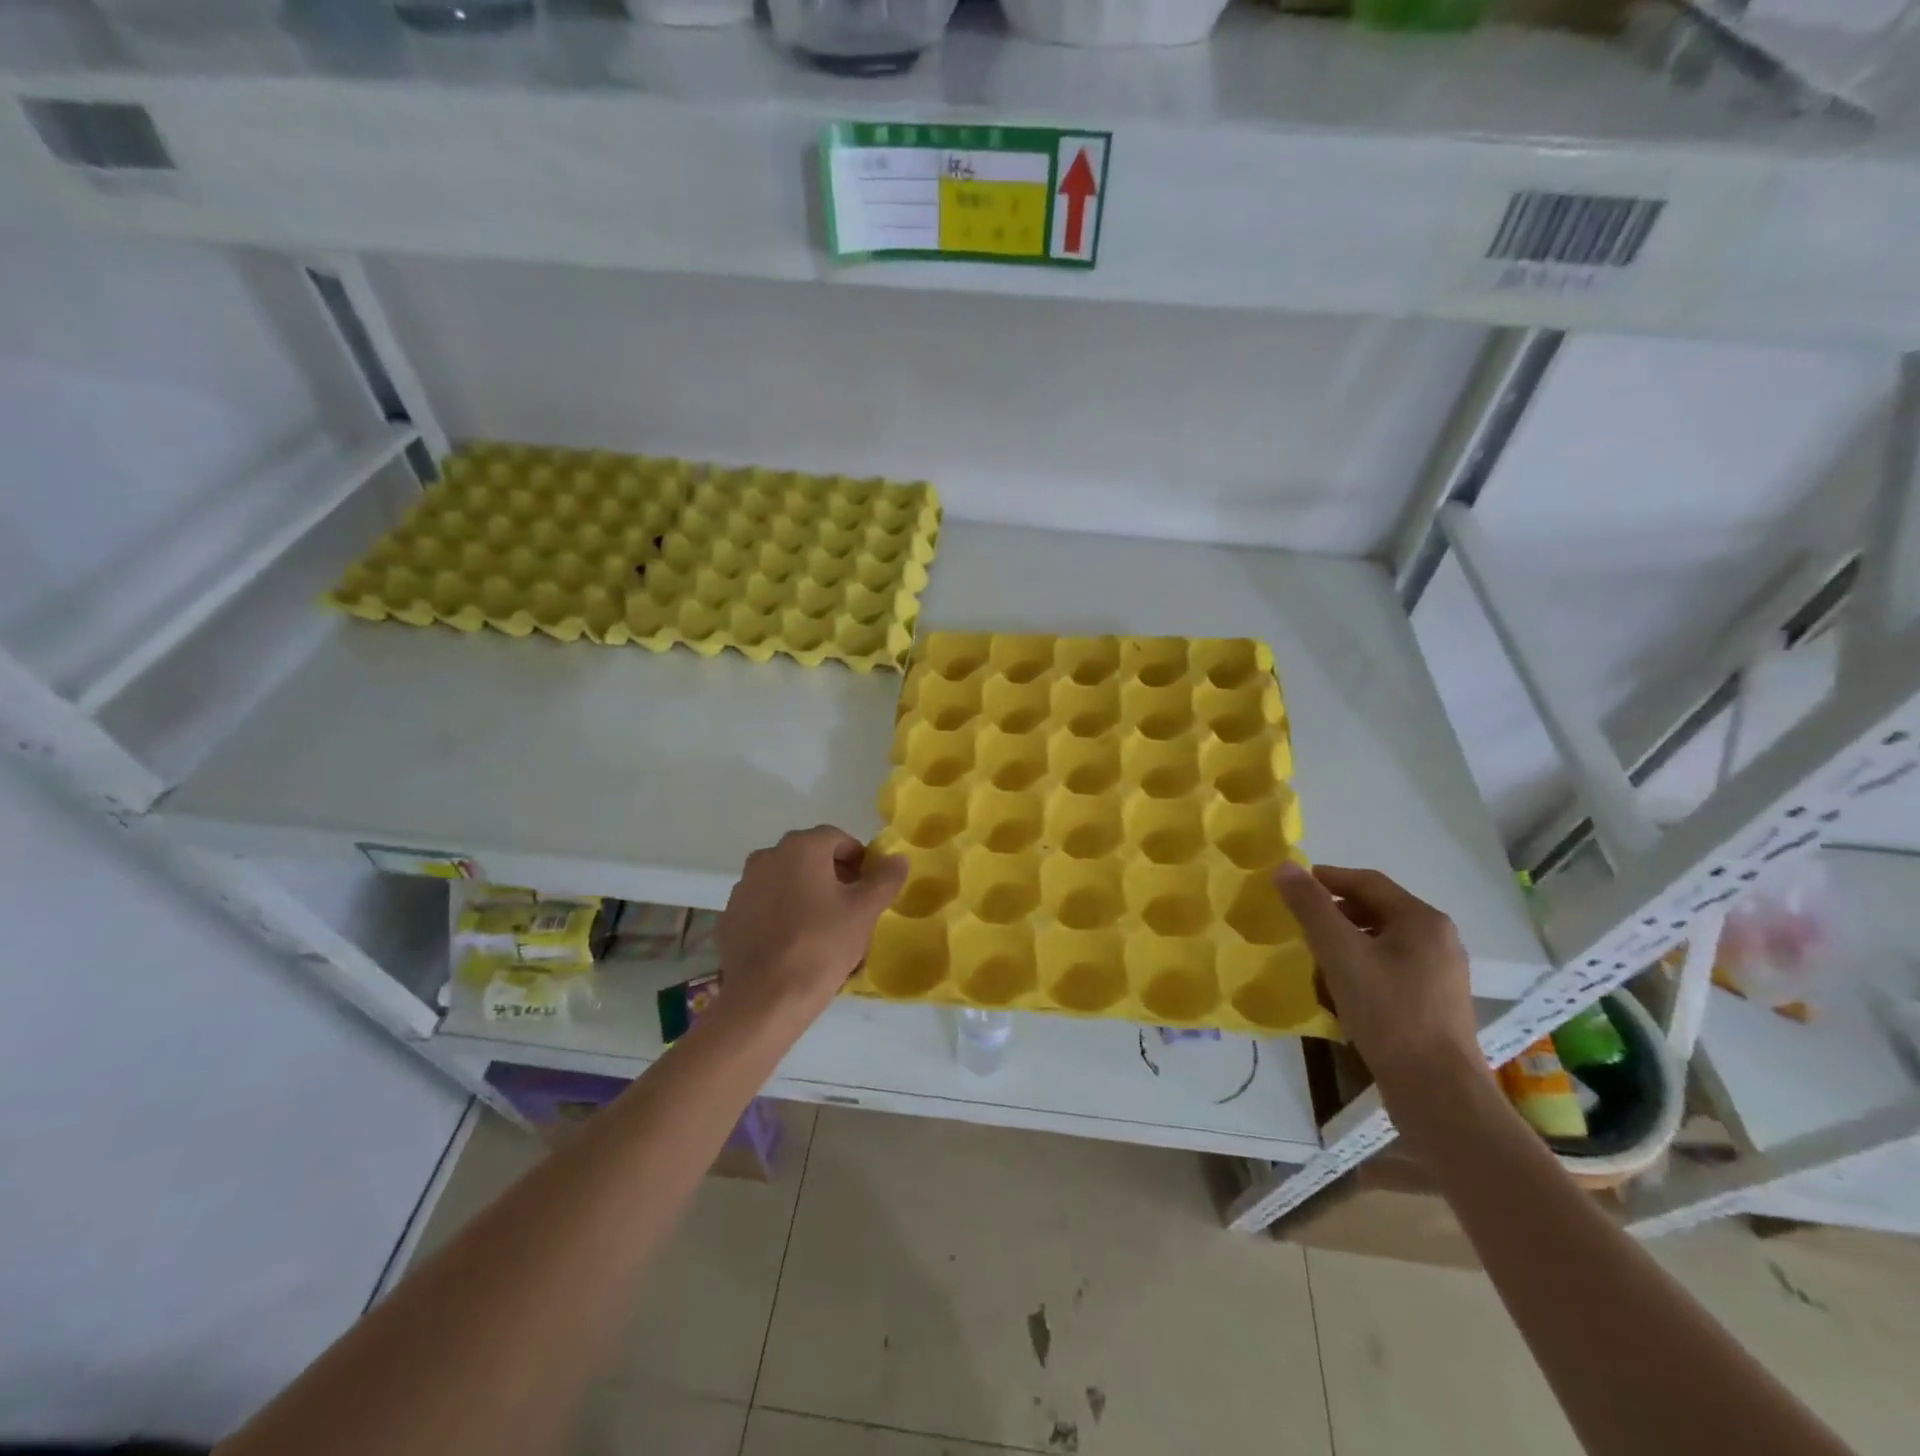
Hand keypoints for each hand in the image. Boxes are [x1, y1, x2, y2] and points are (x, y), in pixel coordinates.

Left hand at [718, 826, 907, 1019]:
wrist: (764, 999)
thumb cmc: (821, 946)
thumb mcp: (865, 911)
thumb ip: (885, 879)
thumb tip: (897, 858)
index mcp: (800, 847)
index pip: (838, 839)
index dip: (859, 861)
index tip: (869, 889)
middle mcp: (767, 857)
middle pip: (810, 857)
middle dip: (833, 877)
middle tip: (850, 910)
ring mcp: (743, 887)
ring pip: (785, 882)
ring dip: (805, 895)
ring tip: (822, 930)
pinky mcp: (730, 917)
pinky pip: (765, 906)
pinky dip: (781, 915)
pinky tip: (793, 945)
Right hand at [1272, 863, 1483, 1106]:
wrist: (1438, 1091)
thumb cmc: (1388, 1012)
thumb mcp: (1340, 953)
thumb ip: (1311, 907)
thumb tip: (1285, 866)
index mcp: (1422, 919)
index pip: (1366, 882)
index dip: (1326, 878)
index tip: (1291, 887)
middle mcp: (1438, 939)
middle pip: (1376, 910)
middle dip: (1334, 913)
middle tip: (1299, 925)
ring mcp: (1441, 973)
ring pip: (1382, 941)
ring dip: (1346, 942)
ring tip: (1315, 958)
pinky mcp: (1436, 1003)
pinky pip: (1391, 968)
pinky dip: (1362, 967)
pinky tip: (1342, 991)